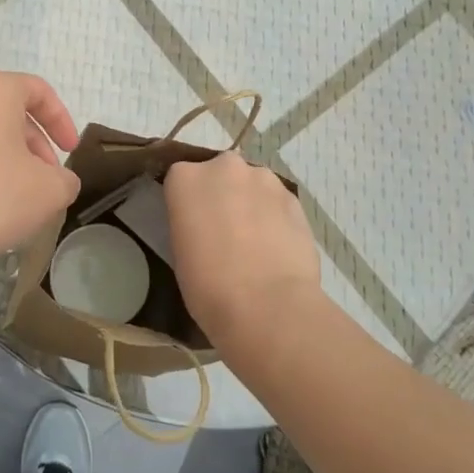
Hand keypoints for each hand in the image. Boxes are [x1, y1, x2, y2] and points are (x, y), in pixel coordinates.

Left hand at [0, 71, 80, 266]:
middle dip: (33, 143)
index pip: (37, 91)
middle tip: (46, 178)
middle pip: (7, 111)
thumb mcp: (51, 190)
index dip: (61, 120)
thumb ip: (65, 178)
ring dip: (5, 156)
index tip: (70, 151)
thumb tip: (58, 181)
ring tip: (17, 194)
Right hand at [164, 152, 323, 353]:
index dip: (187, 201)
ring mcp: (262, 179)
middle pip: (220, 173)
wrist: (267, 305)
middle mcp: (223, 167)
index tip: (191, 223)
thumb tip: (205, 223)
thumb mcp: (180, 249)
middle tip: (223, 230)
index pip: (180, 178)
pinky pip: (277, 201)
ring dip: (251, 202)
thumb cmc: (208, 285)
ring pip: (252, 184)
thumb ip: (190, 221)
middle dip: (222, 194)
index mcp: (185, 178)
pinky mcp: (293, 197)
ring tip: (255, 240)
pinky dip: (275, 216)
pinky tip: (276, 246)